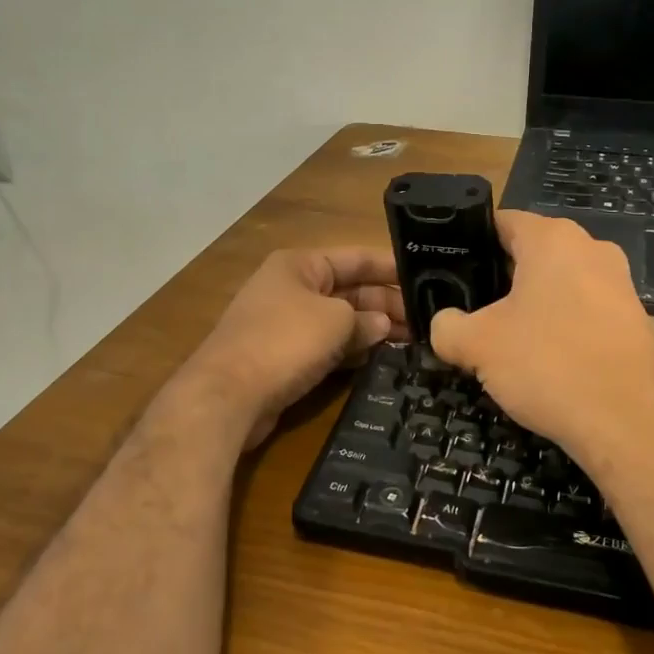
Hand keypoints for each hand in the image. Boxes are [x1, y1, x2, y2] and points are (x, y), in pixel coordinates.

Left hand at [176, 248, 409, 449]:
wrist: (227, 396)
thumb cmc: (284, 341)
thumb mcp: (336, 321)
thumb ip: (366, 319)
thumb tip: (382, 325)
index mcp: (300, 265)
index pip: (355, 258)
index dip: (390, 267)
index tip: (426, 278)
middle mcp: (292, 288)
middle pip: (349, 290)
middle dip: (386, 304)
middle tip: (427, 321)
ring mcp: (286, 324)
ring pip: (340, 321)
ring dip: (372, 330)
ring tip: (414, 342)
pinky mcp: (284, 357)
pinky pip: (327, 347)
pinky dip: (352, 351)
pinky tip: (380, 360)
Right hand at [430, 213, 653, 469]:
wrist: (628, 423)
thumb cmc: (548, 364)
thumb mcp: (478, 345)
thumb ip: (447, 326)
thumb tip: (444, 324)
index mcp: (552, 238)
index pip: (500, 222)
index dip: (469, 245)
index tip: (450, 273)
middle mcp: (591, 248)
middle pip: (530, 253)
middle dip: (500, 280)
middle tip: (471, 312)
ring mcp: (619, 283)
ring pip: (559, 284)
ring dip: (531, 306)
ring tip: (505, 341)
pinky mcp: (635, 319)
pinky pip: (584, 311)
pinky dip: (562, 327)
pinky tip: (545, 360)